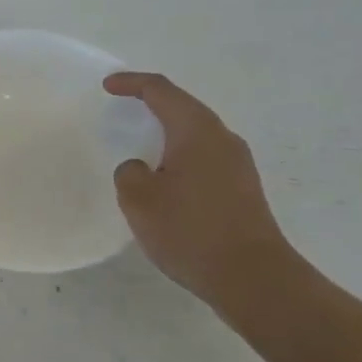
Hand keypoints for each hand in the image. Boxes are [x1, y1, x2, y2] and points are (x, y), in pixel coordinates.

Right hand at [106, 72, 297, 304]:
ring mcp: (239, 164)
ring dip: (169, 134)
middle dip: (153, 105)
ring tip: (143, 146)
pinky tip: (168, 180)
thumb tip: (141, 169)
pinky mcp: (244, 188)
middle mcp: (222, 138)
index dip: (132, 83)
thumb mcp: (139, 199)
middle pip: (183, 108)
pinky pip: (206, 158)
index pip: (160, 90)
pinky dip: (182, 157)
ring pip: (196, 135)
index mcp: (196, 130)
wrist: (253, 278)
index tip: (108, 86)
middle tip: (125, 109)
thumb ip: (130, 173)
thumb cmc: (190, 230)